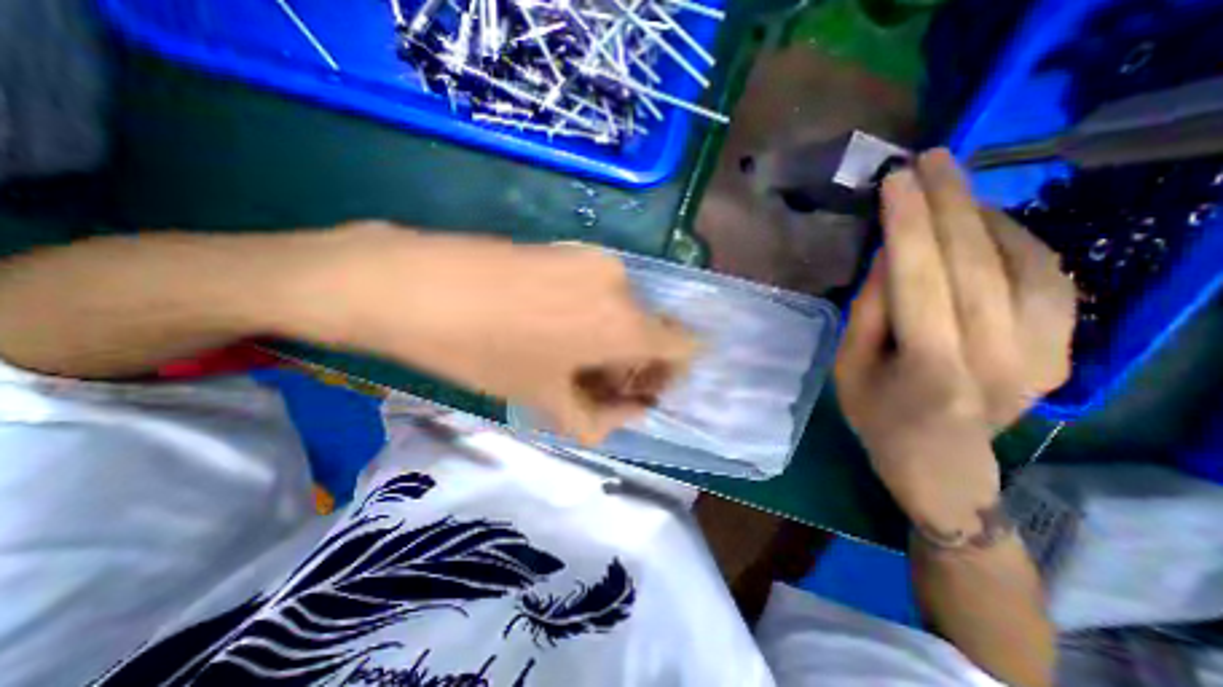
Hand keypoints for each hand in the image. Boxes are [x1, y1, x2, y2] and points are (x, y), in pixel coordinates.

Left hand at [283, 224, 692, 441]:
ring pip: (623, 309)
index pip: (683, 345)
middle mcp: (622, 285)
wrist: (418, 283)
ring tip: (566, 353)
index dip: (668, 371)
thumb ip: (599, 417)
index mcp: (625, 323)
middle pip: (651, 329)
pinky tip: (551, 322)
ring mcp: (595, 259)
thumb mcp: (544, 399)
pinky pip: (599, 289)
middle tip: (595, 381)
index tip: (639, 386)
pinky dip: (592, 312)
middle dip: (634, 361)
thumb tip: (632, 412)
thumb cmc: (485, 351)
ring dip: (610, 337)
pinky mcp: (570, 247)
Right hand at [837, 151, 1072, 530]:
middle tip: (931, 158)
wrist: (941, 467)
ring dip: (986, 215)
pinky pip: (1050, 278)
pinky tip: (988, 226)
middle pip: (977, 261)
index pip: (922, 279)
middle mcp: (997, 357)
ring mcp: (1042, 355)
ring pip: (1025, 261)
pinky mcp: (1062, 351)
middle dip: (951, 202)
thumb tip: (890, 254)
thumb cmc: (876, 418)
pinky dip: (1018, 241)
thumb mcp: (849, 368)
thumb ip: (869, 312)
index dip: (908, 224)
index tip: (895, 180)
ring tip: (953, 186)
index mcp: (930, 368)